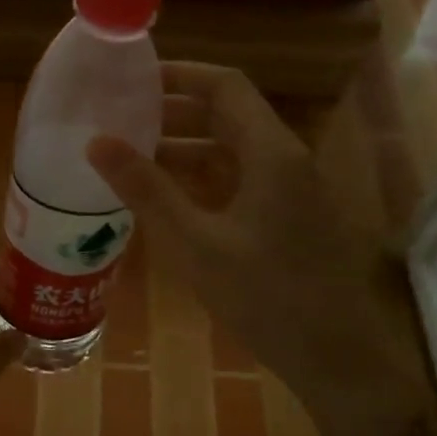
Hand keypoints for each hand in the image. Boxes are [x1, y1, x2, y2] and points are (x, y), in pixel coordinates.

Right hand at [87, 62, 426, 435]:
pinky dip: (204, 177)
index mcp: (271, 153)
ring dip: (187, 146)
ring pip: (234, 149)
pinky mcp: (290, 217)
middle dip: (176, 111)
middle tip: (123, 116)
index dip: (181, 75)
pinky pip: (242, 179)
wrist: (339, 360)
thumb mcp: (196, 243)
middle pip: (229, 114)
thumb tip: (97, 142)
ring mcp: (292, 190)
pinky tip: (168, 196)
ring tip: (134, 154)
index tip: (133, 79)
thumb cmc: (267, 297)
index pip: (226, 86)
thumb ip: (147, 189)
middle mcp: (286, 159)